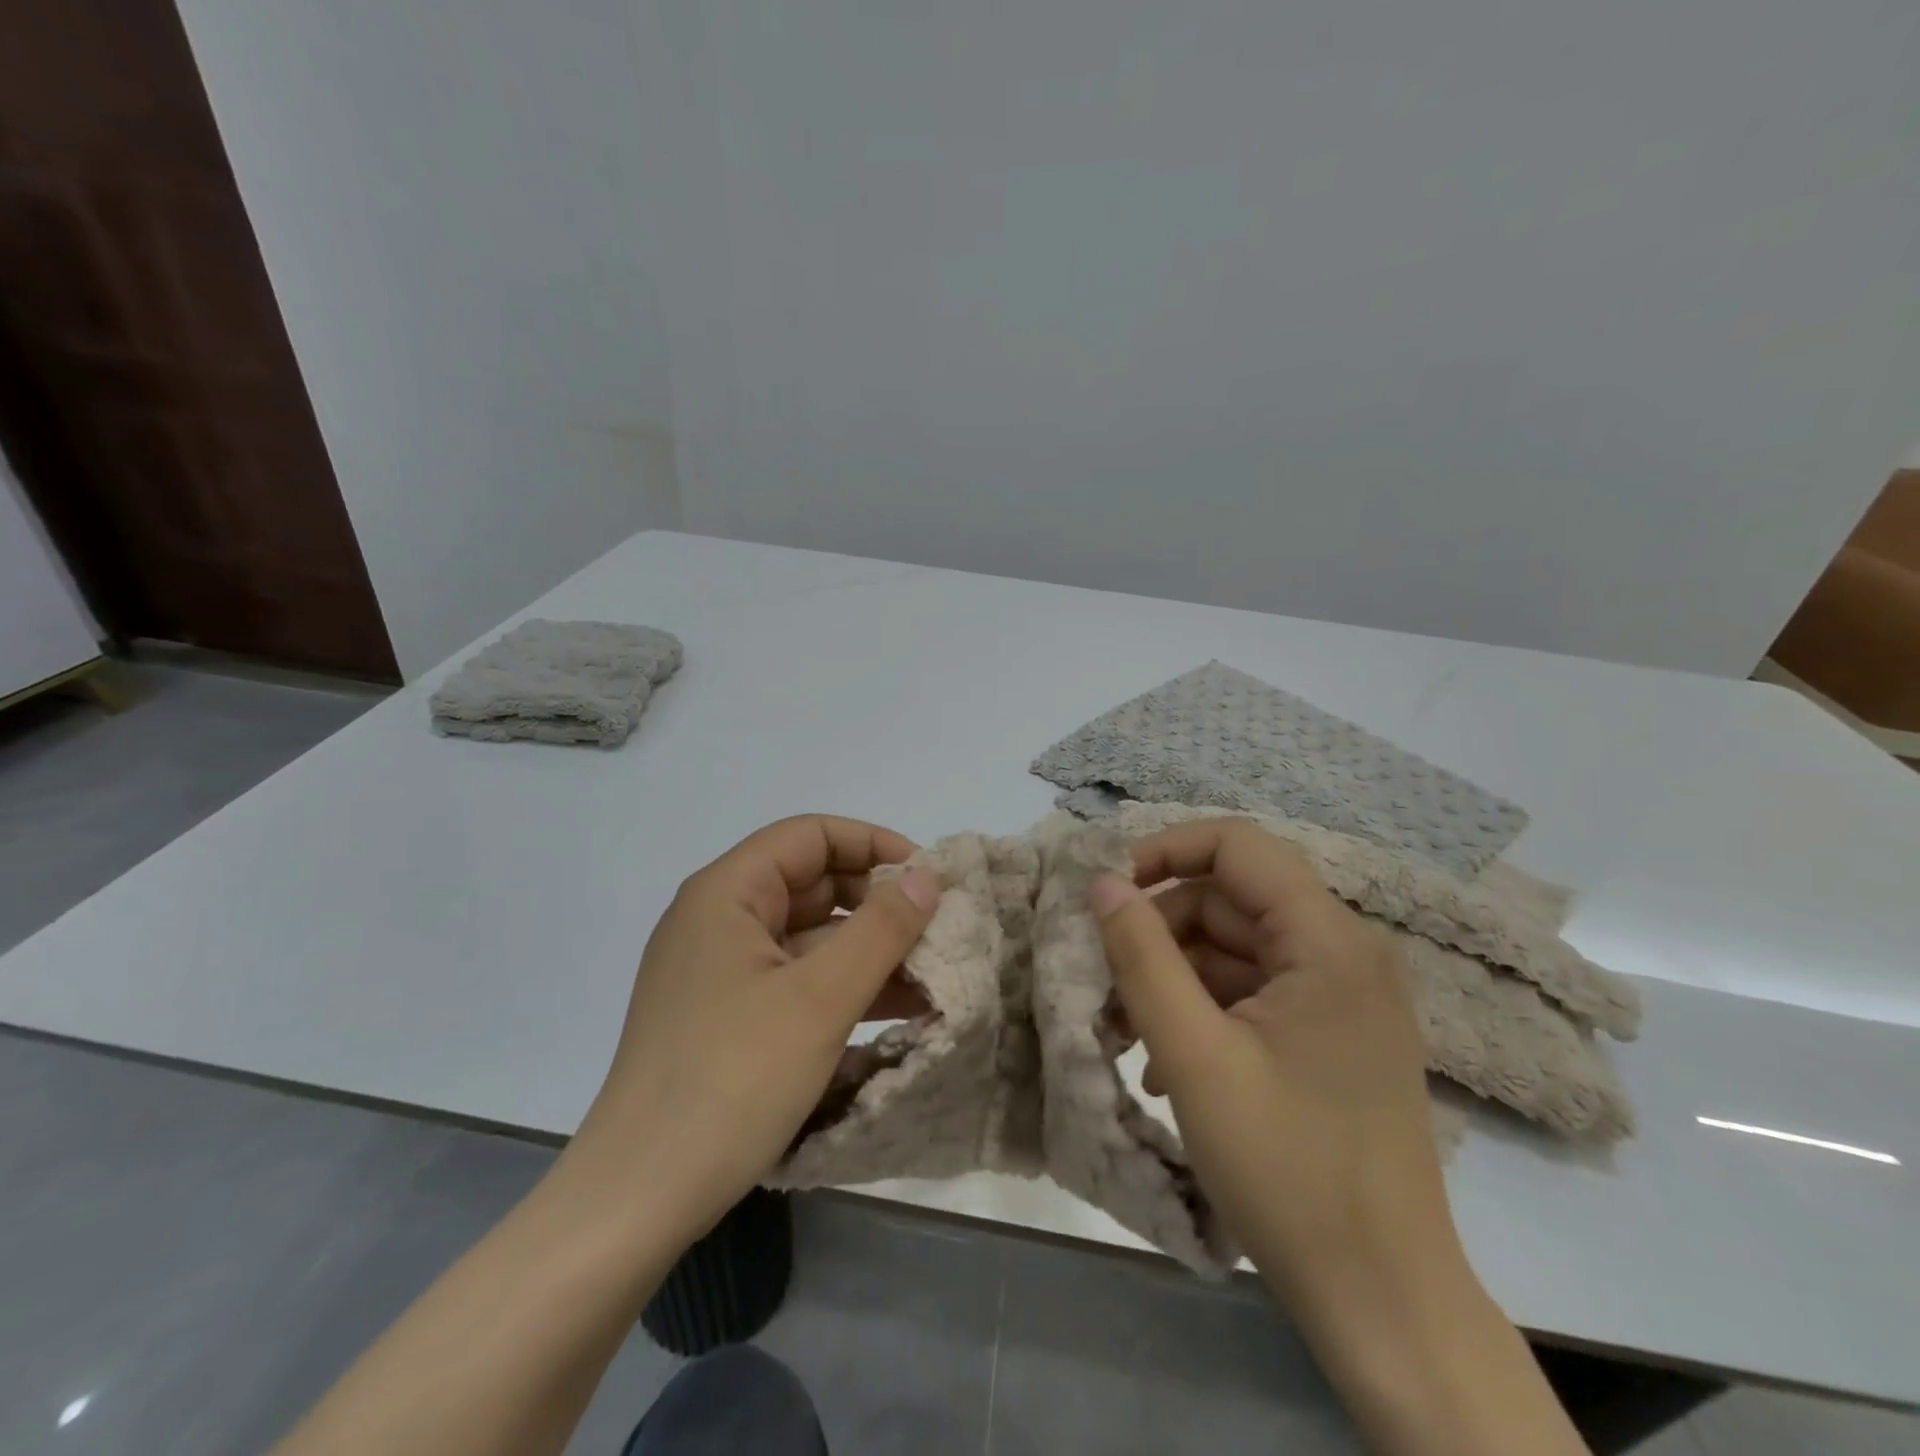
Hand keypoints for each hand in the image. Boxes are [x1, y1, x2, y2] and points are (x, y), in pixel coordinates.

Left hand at [572, 815, 938, 1241]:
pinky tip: (894, 1010)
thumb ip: (881, 929)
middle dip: (876, 902)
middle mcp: (718, 920)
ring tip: (930, 975)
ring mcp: (720, 971)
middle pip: (811, 883)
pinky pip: (795, 979)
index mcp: (727, 894)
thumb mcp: (820, 999)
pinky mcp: (726, 1016)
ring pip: (808, 936)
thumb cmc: (731, 1080)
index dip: (872, 844)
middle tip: (935, 930)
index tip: (925, 877)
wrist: (637, 1201)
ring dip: (867, 949)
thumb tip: (927, 876)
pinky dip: (842, 986)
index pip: (810, 836)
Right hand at [1088, 818, 1460, 1312]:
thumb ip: (1141, 957)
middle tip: (1103, 986)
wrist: (1383, 1303)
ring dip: (1171, 979)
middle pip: (1228, 901)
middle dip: (1158, 933)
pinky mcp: (1328, 1035)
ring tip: (1123, 1034)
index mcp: (1327, 942)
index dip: (1166, 851)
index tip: (1109, 893)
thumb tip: (1103, 883)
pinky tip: (1162, 1065)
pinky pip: (1250, 993)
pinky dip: (1200, 1010)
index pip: (1238, 846)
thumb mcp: (1194, 1057)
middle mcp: (1342, 953)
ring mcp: (1338, 997)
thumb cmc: (1287, 1171)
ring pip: (1232, 949)